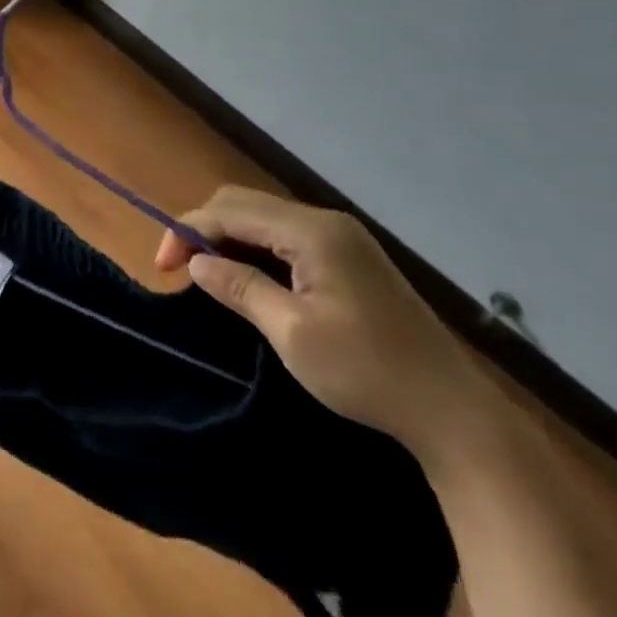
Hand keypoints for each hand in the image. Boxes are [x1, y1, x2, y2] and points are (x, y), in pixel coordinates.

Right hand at [157, 185, 496, 462]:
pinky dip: (254, 248)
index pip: (230, 211)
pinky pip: (285, 237)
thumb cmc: (368, 373)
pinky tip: (245, 275)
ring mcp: (341, 238)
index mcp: (312, 232)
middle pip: (244, 204)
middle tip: (180, 268)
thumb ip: (240, 288)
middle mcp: (325, 221)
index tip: (161, 267)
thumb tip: (197, 262)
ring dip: (228, 237)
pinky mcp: (349, 258)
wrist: (455, 412)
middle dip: (203, 228)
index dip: (187, 230)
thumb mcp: (292, 334)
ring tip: (205, 272)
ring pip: (264, 218)